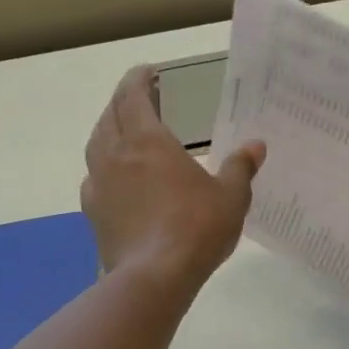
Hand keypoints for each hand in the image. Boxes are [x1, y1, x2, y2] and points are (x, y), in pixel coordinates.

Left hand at [82, 67, 264, 291]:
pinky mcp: (93, 212)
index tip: (148, 71)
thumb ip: (240, 167)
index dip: (138, 80)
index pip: (133, 97)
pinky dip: (104, 165)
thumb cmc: (196, 228)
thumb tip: (255, 145)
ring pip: (96, 144)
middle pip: (110, 116)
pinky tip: (118, 177)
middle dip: (123, 101)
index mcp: (148, 142)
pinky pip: (94, 176)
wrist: (153, 277)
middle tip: (141, 98)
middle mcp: (116, 155)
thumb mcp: (231, 196)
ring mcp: (99, 184)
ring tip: (125, 131)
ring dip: (109, 129)